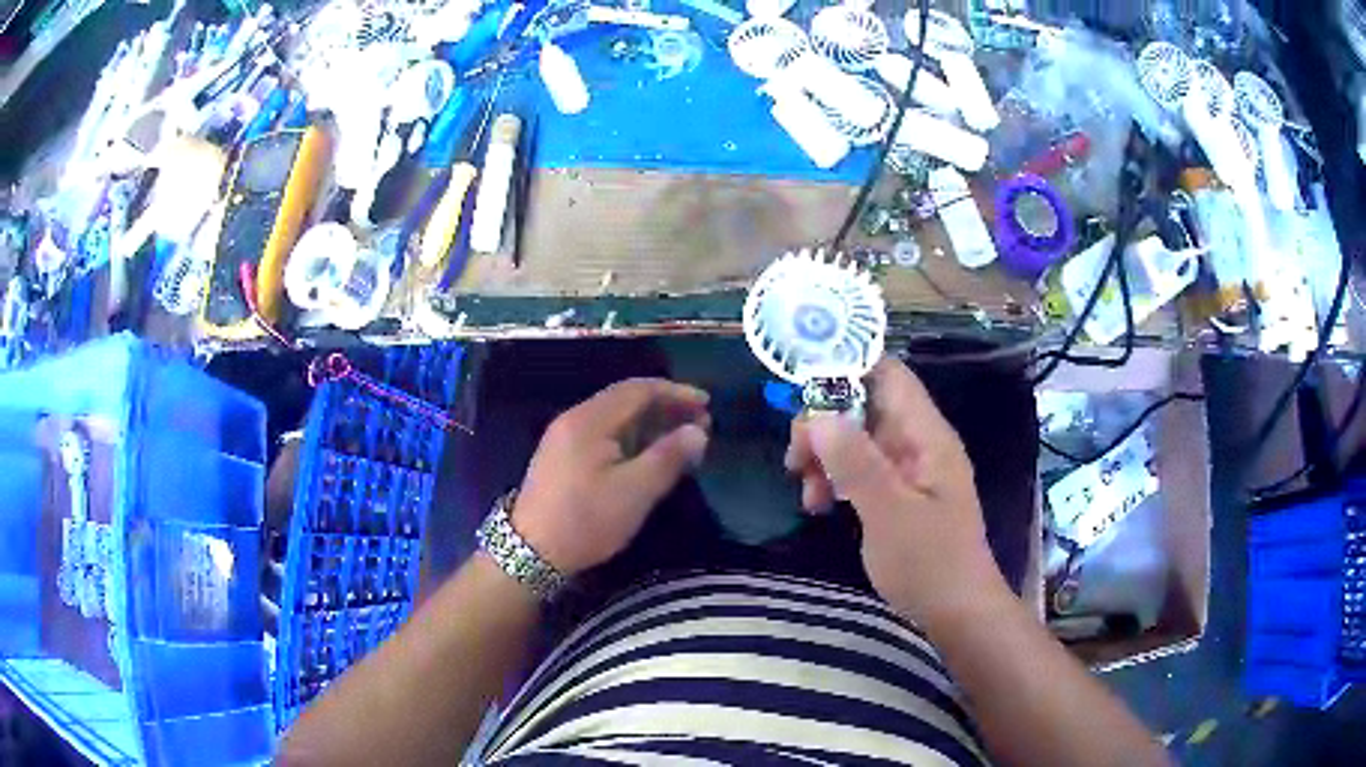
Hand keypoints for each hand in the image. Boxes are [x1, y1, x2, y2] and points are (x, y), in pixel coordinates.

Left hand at [512, 379, 710, 576]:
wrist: (531, 552)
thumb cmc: (586, 520)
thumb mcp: (634, 491)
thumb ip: (668, 457)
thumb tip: (697, 432)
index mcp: (589, 420)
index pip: (638, 390)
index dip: (676, 393)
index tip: (707, 405)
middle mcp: (575, 420)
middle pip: (626, 400)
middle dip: (666, 408)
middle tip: (701, 424)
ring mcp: (566, 438)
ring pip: (616, 419)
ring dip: (651, 424)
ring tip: (683, 440)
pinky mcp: (563, 458)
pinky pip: (605, 435)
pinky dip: (633, 438)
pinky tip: (651, 456)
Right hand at [785, 359, 1006, 629]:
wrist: (958, 613)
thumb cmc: (929, 563)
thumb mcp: (889, 513)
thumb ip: (856, 462)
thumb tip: (818, 415)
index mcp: (926, 435)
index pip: (888, 374)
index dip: (846, 369)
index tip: (801, 392)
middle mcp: (918, 442)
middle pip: (864, 405)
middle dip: (825, 423)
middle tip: (796, 461)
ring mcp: (908, 469)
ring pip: (857, 438)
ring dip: (826, 456)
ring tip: (805, 493)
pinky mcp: (898, 493)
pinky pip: (861, 469)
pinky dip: (836, 479)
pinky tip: (819, 506)